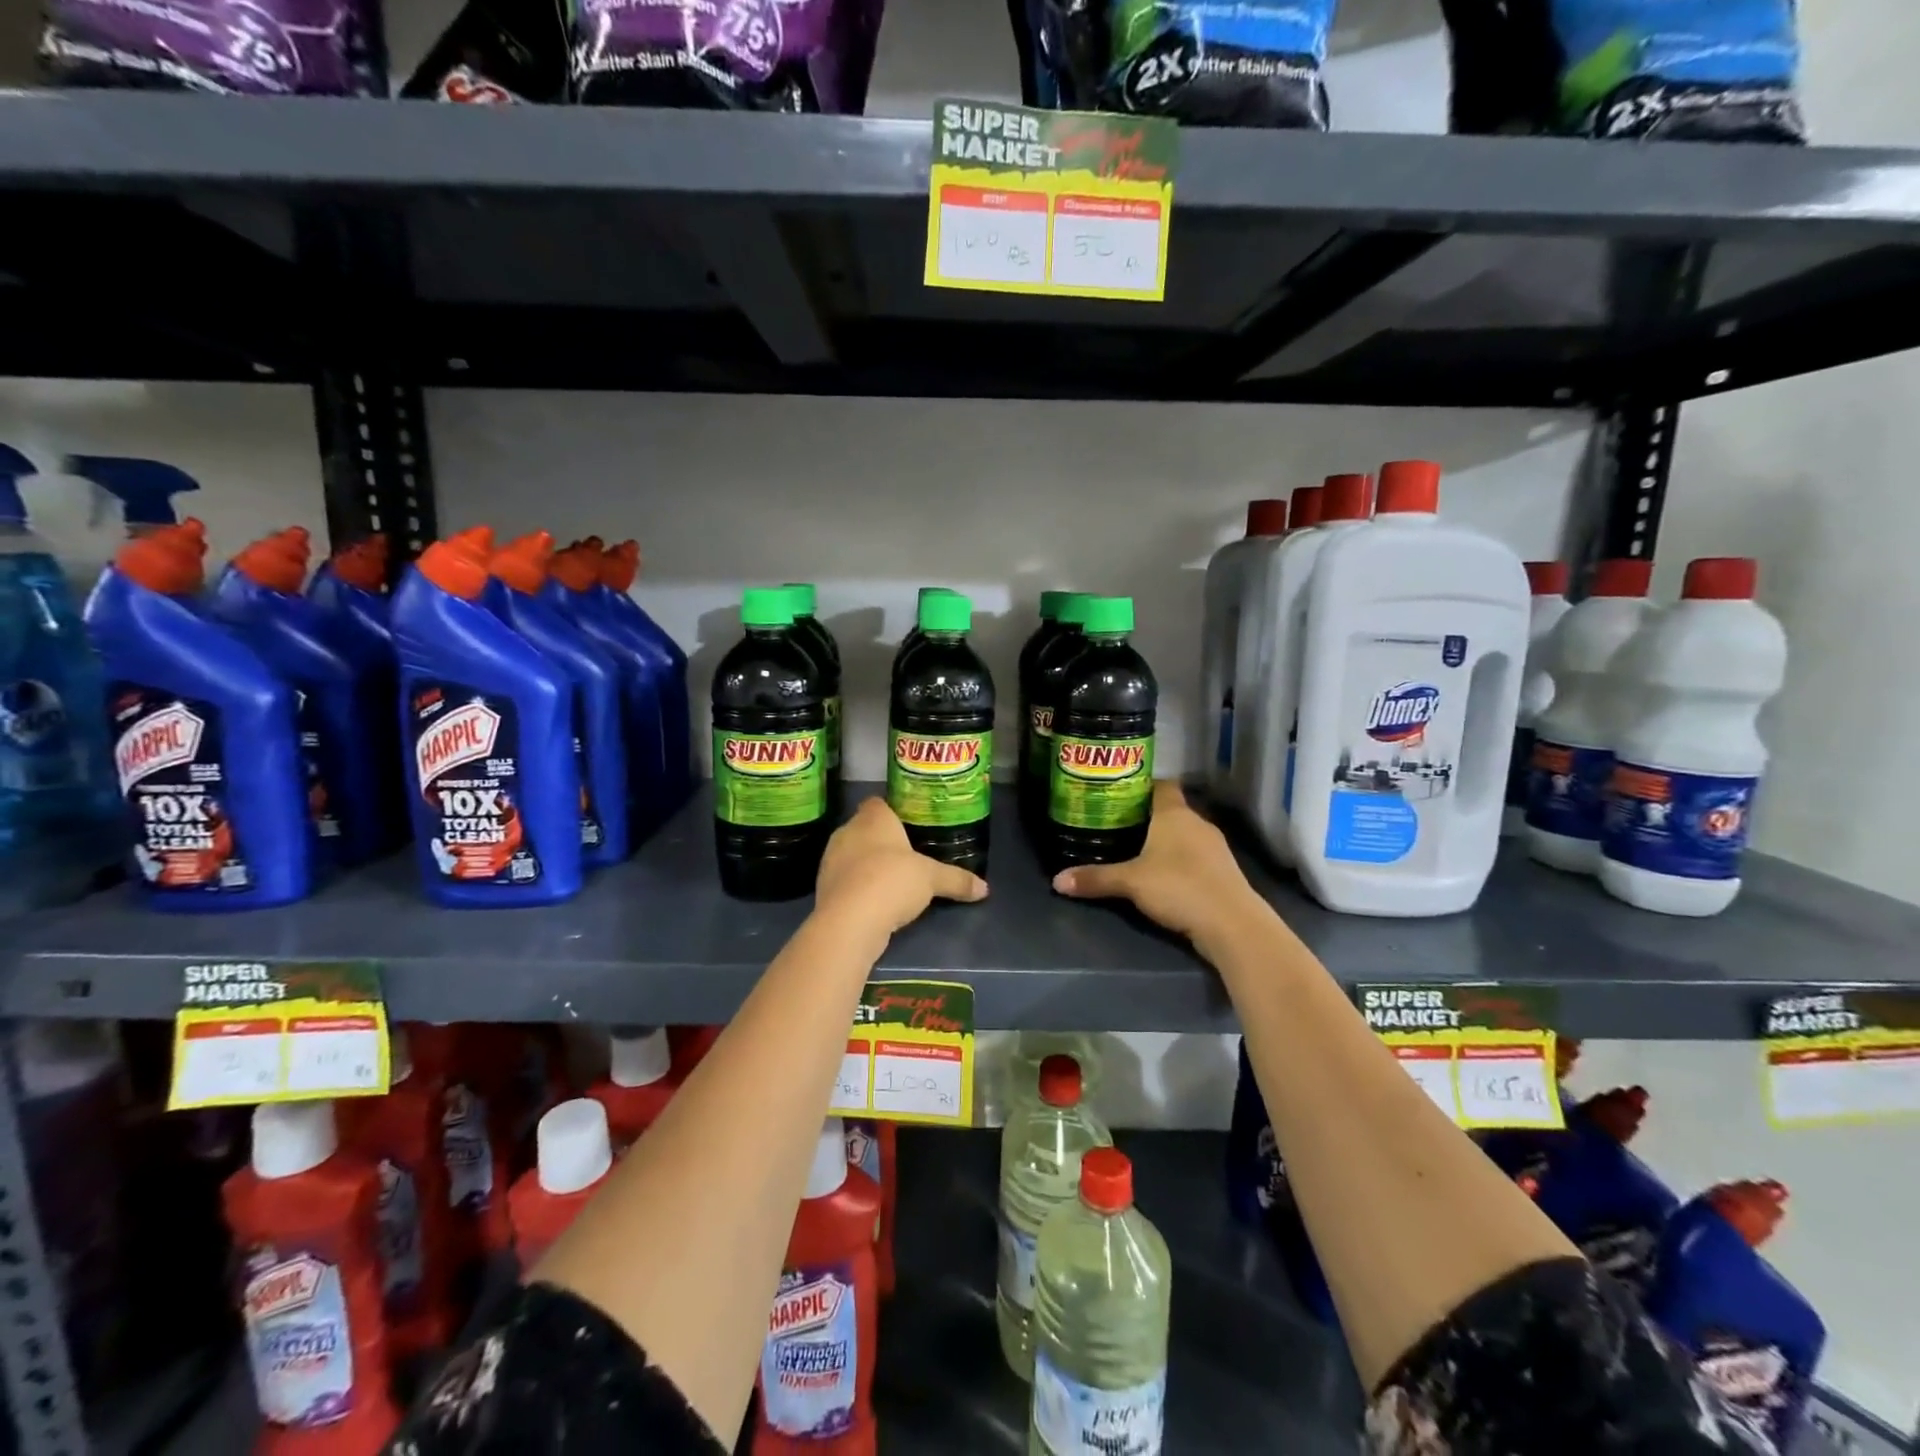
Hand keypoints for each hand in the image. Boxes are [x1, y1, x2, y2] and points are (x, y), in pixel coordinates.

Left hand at [815, 798, 987, 934]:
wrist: (849, 920)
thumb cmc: (892, 881)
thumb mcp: (932, 879)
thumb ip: (957, 880)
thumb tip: (985, 888)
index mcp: (873, 818)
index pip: (878, 802)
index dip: (891, 811)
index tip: (908, 824)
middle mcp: (847, 832)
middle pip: (864, 828)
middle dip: (881, 840)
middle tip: (905, 854)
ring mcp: (831, 859)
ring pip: (851, 854)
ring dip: (866, 864)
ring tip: (891, 879)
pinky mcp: (823, 886)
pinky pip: (844, 879)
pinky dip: (857, 886)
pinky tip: (874, 900)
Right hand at [1051, 781, 1263, 942]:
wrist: (1232, 924)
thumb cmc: (1178, 887)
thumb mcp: (1130, 883)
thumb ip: (1094, 879)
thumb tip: (1056, 880)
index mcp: (1174, 814)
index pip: (1161, 785)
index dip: (1141, 786)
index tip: (1118, 794)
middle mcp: (1197, 823)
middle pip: (1170, 810)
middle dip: (1147, 816)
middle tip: (1117, 824)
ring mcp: (1215, 847)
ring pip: (1184, 834)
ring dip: (1165, 840)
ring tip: (1136, 850)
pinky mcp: (1223, 871)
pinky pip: (1195, 856)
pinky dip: (1180, 860)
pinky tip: (1164, 875)